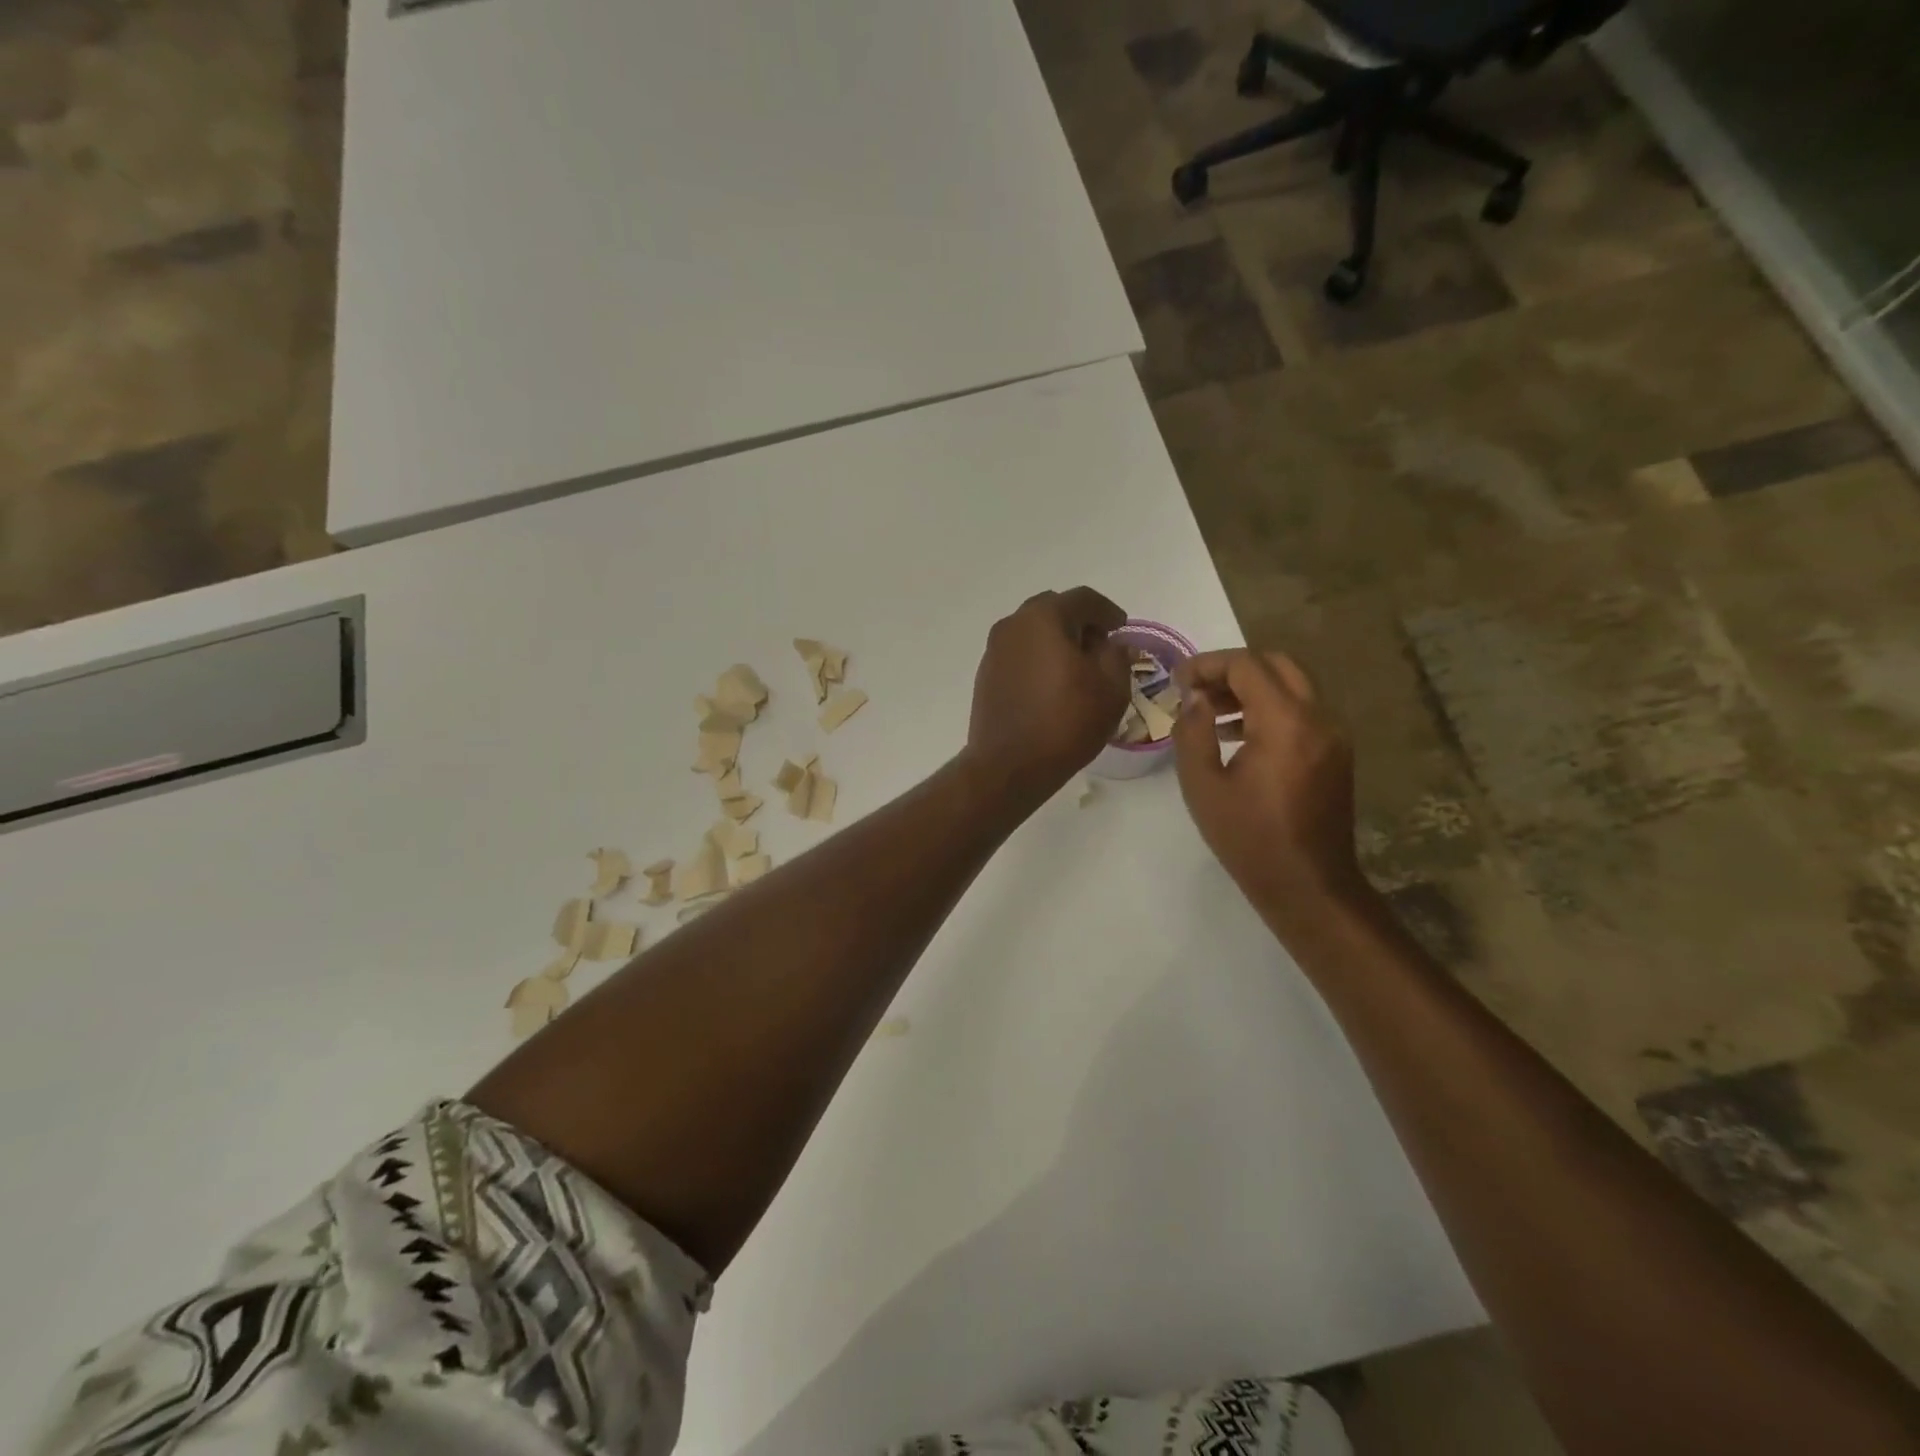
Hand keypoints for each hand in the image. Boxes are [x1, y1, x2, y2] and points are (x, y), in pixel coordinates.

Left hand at [965, 588, 1130, 804]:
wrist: (1009, 765)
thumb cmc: (1066, 722)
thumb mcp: (1111, 687)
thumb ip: (1116, 655)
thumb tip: (1110, 644)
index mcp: (1044, 617)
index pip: (1083, 599)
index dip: (1108, 611)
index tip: (1121, 628)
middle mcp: (1013, 624)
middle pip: (1053, 610)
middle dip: (1080, 623)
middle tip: (1100, 647)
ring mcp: (994, 650)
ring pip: (1033, 632)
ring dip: (1056, 641)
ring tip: (1077, 669)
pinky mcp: (986, 675)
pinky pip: (1019, 655)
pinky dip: (1038, 659)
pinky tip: (1052, 685)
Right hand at [1171, 648, 1367, 931]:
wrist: (1308, 885)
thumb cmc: (1248, 838)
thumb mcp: (1203, 785)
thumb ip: (1193, 732)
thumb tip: (1195, 698)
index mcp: (1286, 722)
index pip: (1247, 666)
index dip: (1208, 665)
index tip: (1178, 681)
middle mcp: (1318, 718)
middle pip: (1276, 665)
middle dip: (1232, 669)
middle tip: (1197, 691)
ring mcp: (1333, 734)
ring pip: (1292, 686)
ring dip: (1251, 688)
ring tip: (1211, 714)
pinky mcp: (1336, 752)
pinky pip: (1303, 711)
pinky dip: (1271, 708)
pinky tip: (1240, 735)